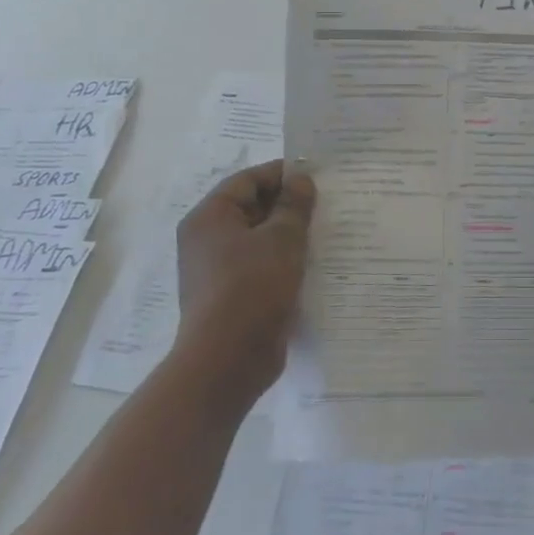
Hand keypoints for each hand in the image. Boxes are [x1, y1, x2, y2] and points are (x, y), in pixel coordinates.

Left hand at [172, 160, 315, 412]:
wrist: (228, 360)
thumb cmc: (252, 288)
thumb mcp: (282, 239)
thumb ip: (293, 205)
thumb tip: (300, 179)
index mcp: (210, 217)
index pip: (247, 180)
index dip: (281, 174)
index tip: (317, 175)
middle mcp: (207, 239)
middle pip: (251, 208)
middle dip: (288, 204)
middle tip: (327, 203)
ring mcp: (217, 270)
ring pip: (258, 239)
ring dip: (289, 234)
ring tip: (326, 231)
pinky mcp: (231, 295)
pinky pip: (260, 265)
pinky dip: (283, 260)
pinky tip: (313, 264)